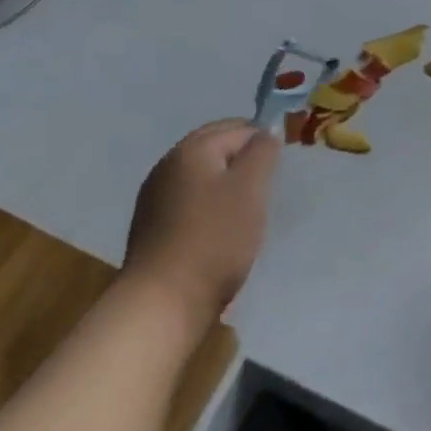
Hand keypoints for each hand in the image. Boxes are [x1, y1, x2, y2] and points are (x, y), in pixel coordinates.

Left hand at [125, 120, 279, 325]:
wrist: (162, 303)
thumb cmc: (215, 238)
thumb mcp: (250, 188)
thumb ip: (262, 151)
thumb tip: (267, 130)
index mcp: (192, 147)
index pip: (238, 128)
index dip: (263, 141)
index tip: (281, 167)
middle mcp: (168, 163)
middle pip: (214, 146)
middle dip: (242, 157)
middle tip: (268, 183)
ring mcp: (155, 195)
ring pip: (200, 174)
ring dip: (224, 181)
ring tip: (246, 207)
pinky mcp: (150, 226)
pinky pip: (187, 200)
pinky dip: (207, 204)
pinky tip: (218, 227)